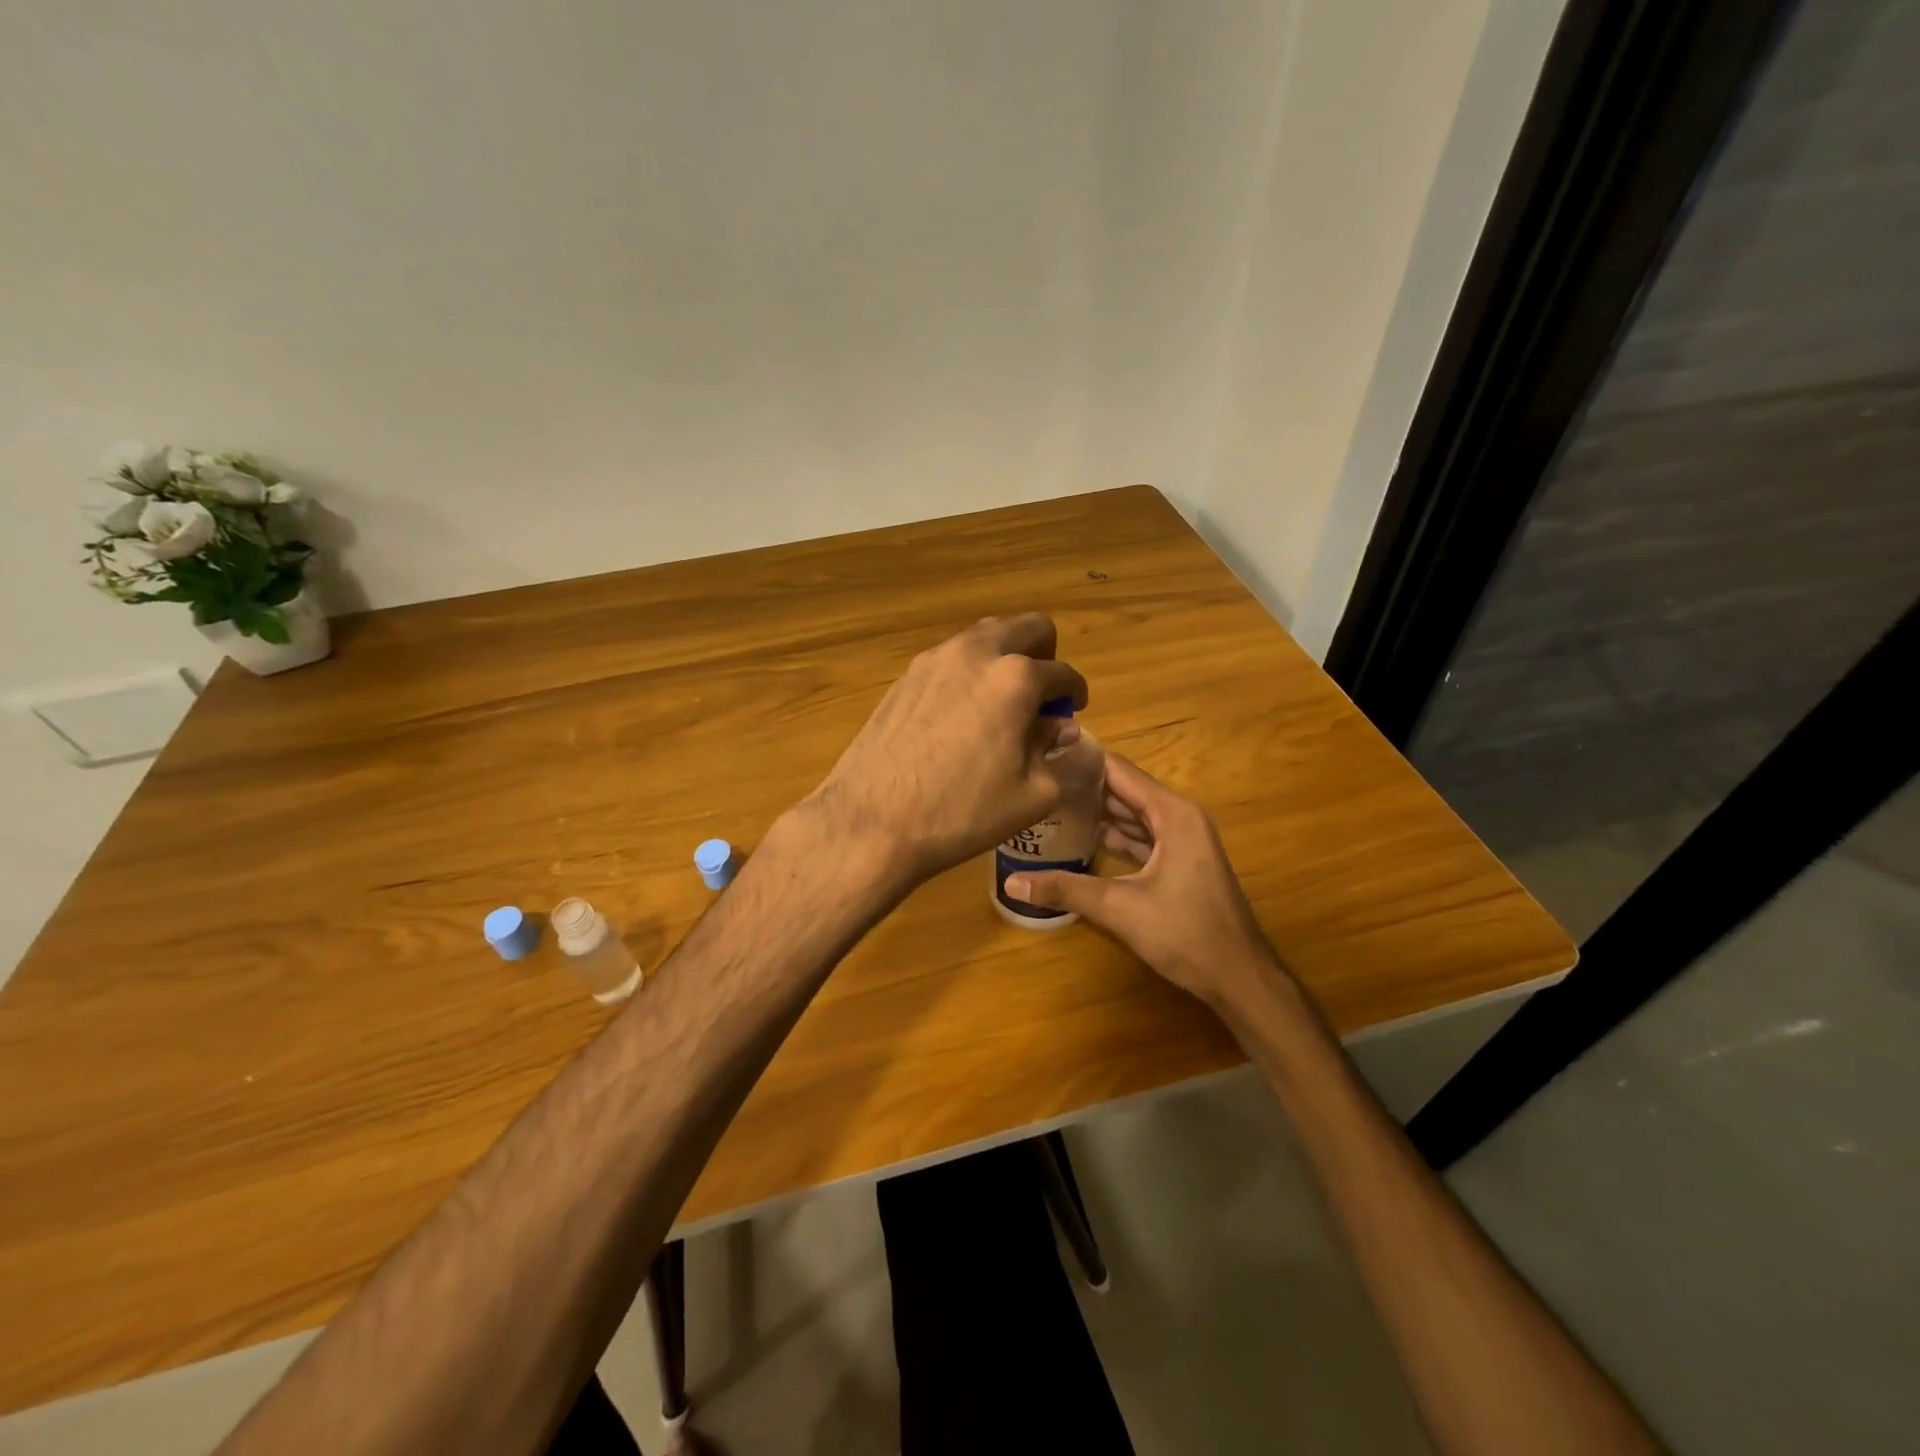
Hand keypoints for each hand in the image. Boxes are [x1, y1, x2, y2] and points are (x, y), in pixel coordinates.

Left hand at [804, 614, 1087, 887]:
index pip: (1063, 673)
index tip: (1074, 709)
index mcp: (1015, 677)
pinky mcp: (904, 677)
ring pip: (985, 637)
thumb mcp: (1033, 795)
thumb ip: (1060, 755)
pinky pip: (951, 659)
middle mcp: (975, 652)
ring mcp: (933, 660)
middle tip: (1041, 696)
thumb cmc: (962, 812)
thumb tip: (1062, 730)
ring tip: (1001, 705)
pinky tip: (960, 718)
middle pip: (1026, 627)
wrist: (872, 820)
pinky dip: (969, 674)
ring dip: (1004, 659)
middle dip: (1044, 655)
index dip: (1075, 693)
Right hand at [1003, 754, 1279, 1006]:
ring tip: (1052, 805)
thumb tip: (1011, 881)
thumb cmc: (1186, 934)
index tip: (1044, 753)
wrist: (1240, 977)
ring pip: (1133, 815)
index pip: (1119, 771)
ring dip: (1097, 811)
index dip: (1082, 761)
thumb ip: (1065, 889)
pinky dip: (1114, 836)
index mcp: (1172, 813)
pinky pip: (1142, 837)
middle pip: (1125, 790)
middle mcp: (1179, 817)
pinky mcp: (1180, 862)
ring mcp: (1183, 840)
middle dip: (1084, 786)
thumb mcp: (1119, 908)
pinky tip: (1081, 838)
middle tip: (1039, 782)